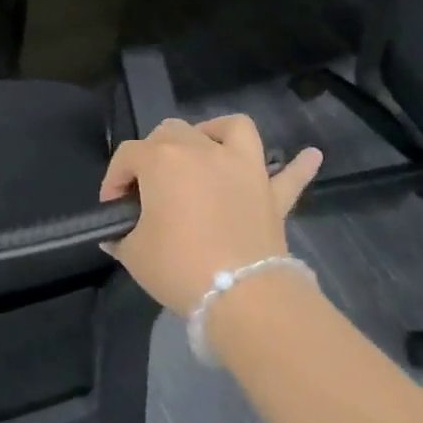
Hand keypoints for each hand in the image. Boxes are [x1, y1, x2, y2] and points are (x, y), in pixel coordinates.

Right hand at [99, 116, 322, 313]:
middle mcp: (202, 151)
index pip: (128, 156)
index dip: (114, 179)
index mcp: (162, 161)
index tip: (112, 207)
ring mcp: (243, 167)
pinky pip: (290, 174)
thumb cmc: (178, 266)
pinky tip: (309, 155)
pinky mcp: (271, 192)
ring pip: (231, 128)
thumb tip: (116, 234)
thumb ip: (121, 236)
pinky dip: (298, 165)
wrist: (240, 294)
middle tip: (148, 187)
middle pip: (171, 132)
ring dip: (215, 133)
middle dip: (153, 152)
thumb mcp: (133, 253)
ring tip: (206, 149)